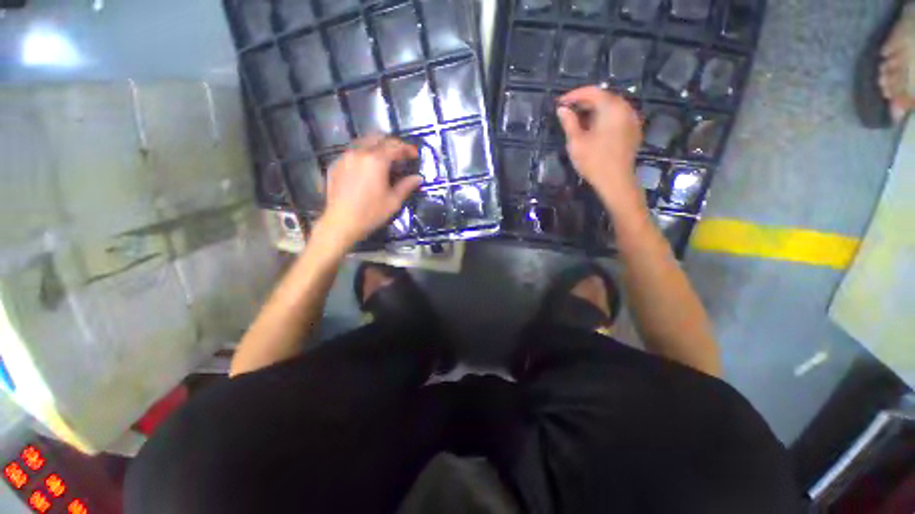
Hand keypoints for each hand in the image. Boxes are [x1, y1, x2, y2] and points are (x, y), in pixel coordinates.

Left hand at [319, 136, 421, 247]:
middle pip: (378, 138)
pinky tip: (366, 168)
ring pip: (363, 142)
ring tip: (384, 159)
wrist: (341, 223)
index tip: (414, 154)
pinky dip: (363, 154)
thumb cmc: (370, 213)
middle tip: (400, 155)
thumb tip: (418, 178)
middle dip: (391, 143)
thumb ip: (406, 186)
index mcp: (376, 160)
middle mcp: (359, 153)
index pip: (395, 146)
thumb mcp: (393, 201)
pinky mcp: (335, 164)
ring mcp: (345, 157)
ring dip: (376, 146)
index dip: (407, 149)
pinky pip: (352, 152)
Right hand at [556, 87, 644, 216]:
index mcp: (612, 107)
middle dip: (584, 102)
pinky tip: (593, 127)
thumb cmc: (593, 161)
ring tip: (577, 119)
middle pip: (603, 97)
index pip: (592, 92)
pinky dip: (604, 117)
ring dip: (593, 110)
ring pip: (611, 107)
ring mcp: (632, 119)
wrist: (615, 181)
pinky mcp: (633, 131)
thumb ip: (569, 122)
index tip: (559, 102)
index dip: (574, 95)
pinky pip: (617, 117)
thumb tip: (562, 109)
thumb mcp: (576, 142)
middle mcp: (625, 108)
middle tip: (567, 110)